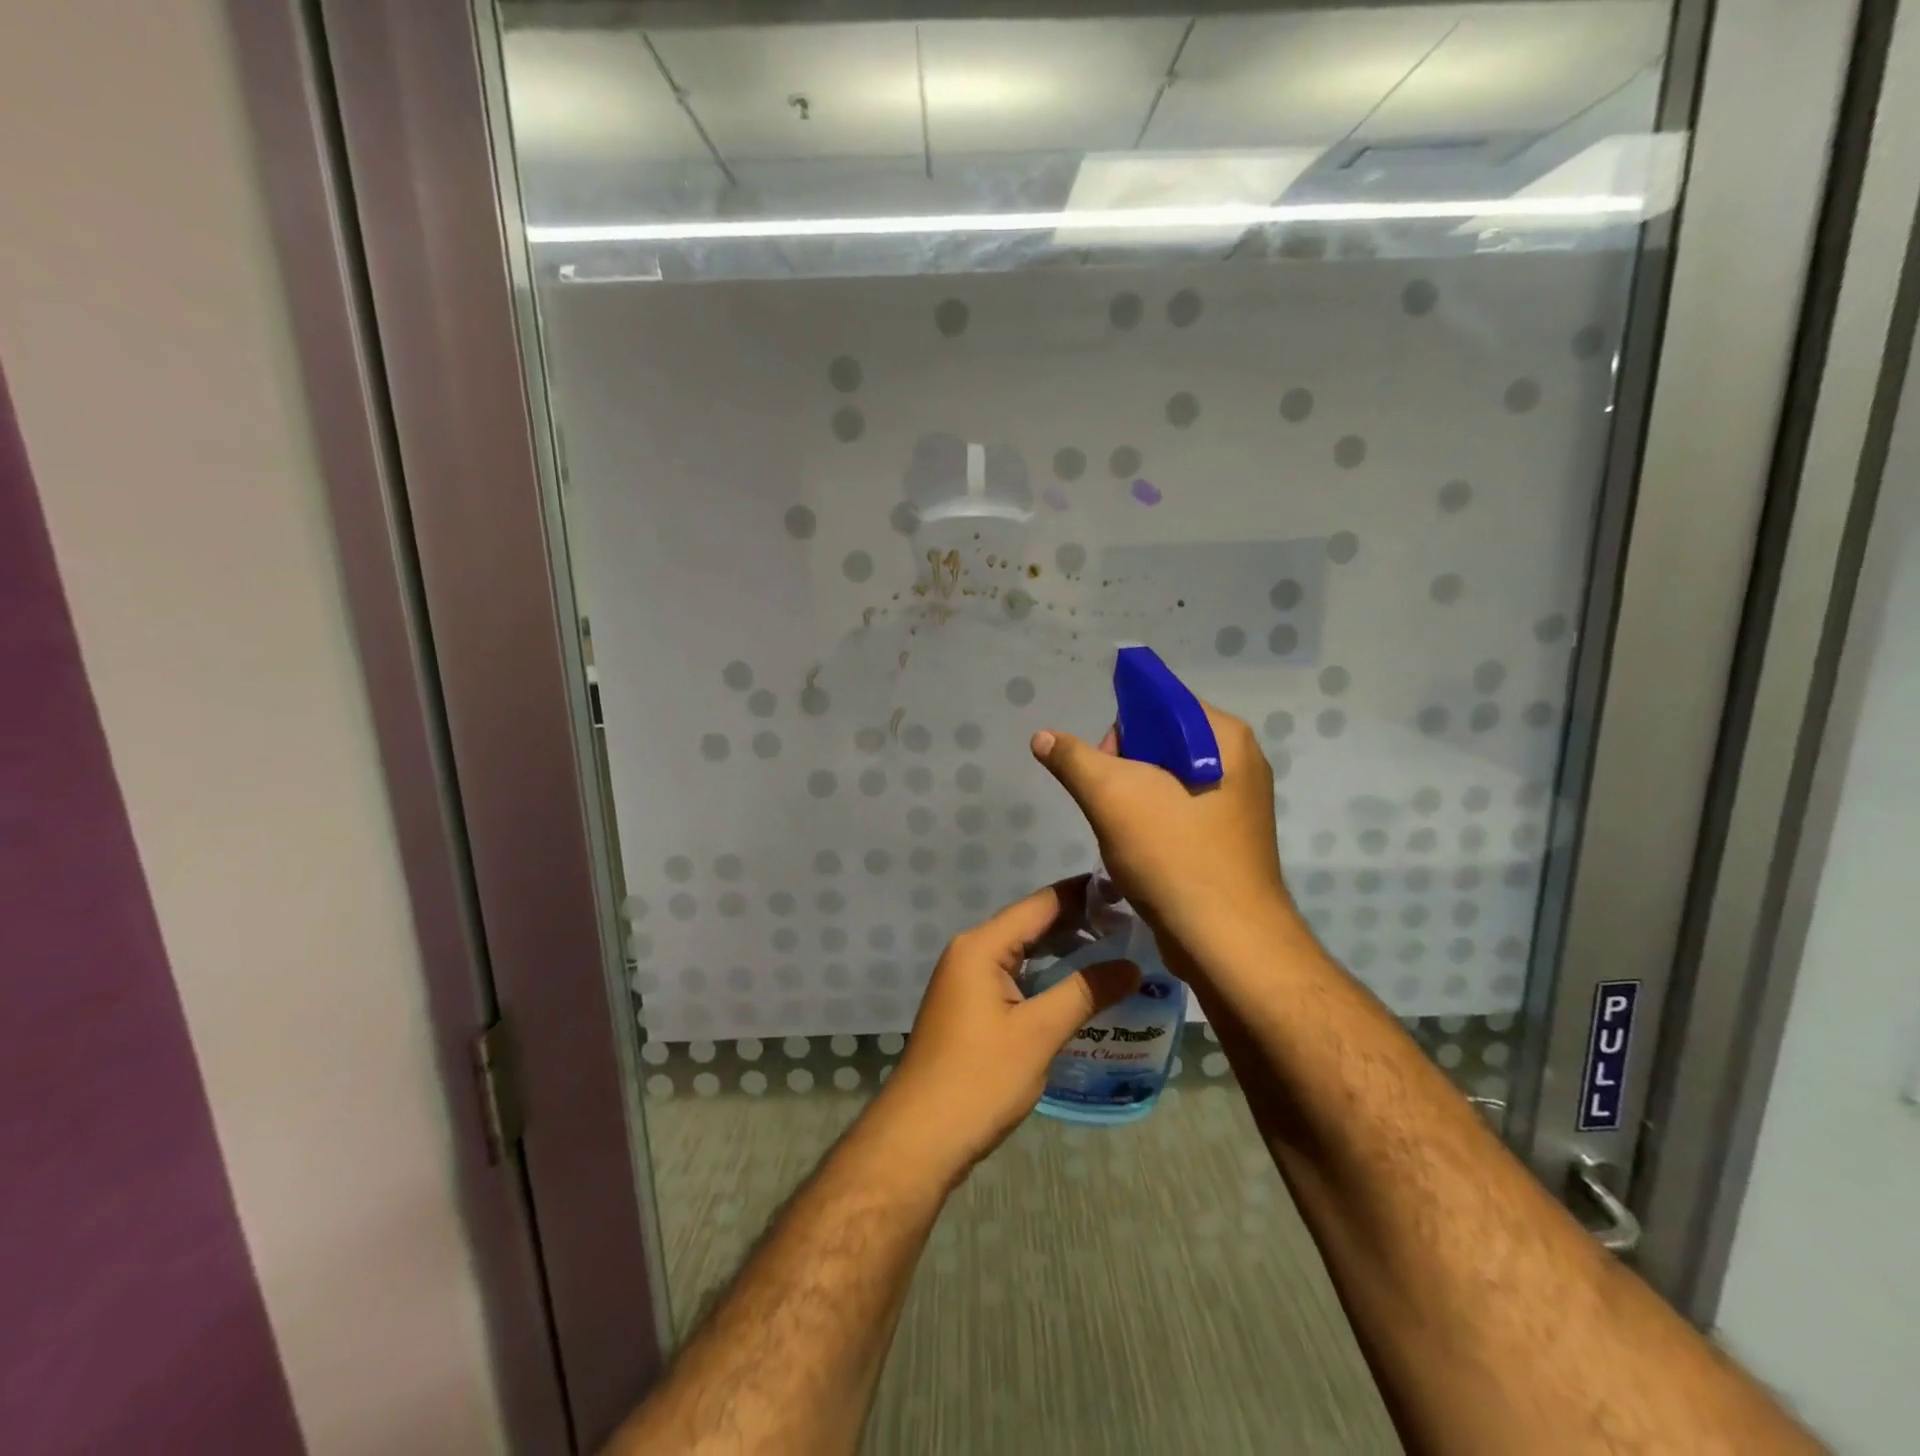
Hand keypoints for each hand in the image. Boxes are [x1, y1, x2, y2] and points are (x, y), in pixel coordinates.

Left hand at [871, 883, 1137, 1177]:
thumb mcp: (1039, 1033)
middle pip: (1030, 925)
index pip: (1040, 904)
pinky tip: (1077, 989)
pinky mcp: (969, 1007)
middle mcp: (970, 952)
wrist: (920, 1136)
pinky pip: (1014, 977)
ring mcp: (966, 981)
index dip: (1083, 895)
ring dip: (1063, 952)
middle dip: (1078, 924)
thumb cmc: (980, 1078)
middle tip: (1131, 927)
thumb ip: (1085, 992)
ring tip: (1115, 953)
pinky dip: (1045, 977)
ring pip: (1023, 953)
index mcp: (981, 946)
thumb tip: (1132, 966)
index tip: (1126, 891)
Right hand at [1029, 706, 1291, 964]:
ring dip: (1134, 800)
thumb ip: (1074, 759)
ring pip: (1166, 779)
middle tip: (1111, 807)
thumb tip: (1043, 736)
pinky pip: (1180, 810)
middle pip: (1161, 741)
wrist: (1226, 942)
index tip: (1103, 768)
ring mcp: (1238, 802)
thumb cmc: (1173, 856)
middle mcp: (1241, 761)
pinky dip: (1153, 823)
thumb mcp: (1112, 797)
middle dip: (1124, 769)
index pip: (1160, 702)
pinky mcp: (1230, 838)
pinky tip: (1141, 851)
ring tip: (1125, 833)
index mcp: (1225, 737)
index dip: (1121, 728)